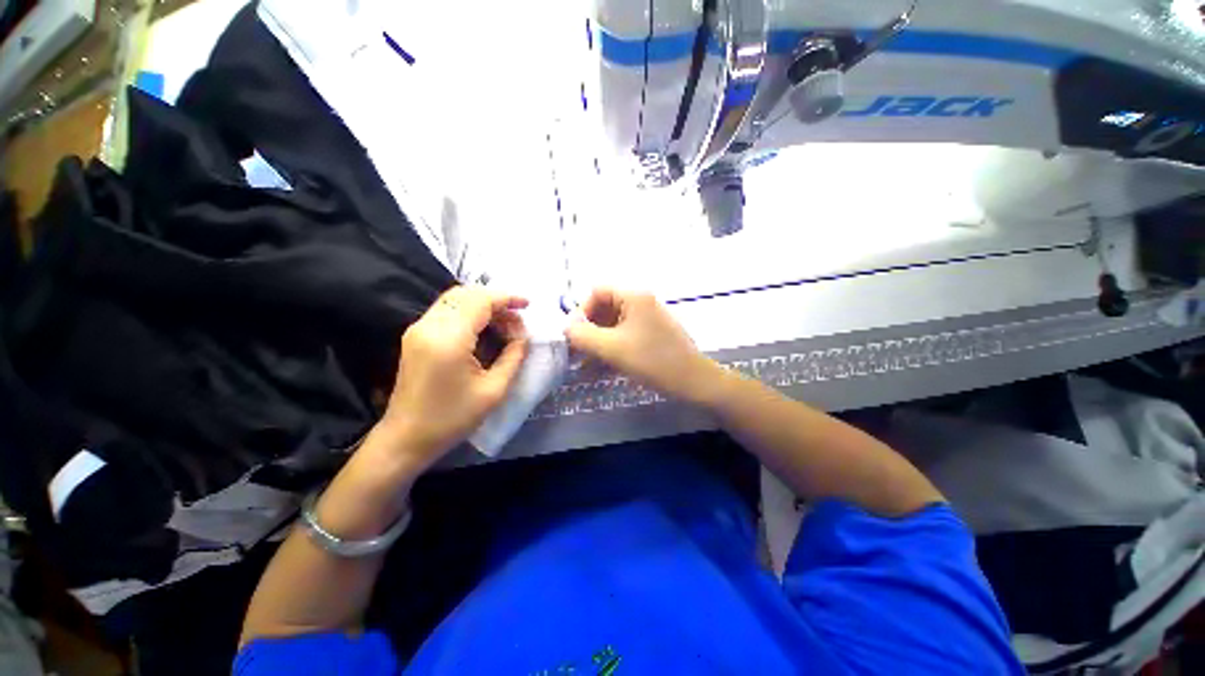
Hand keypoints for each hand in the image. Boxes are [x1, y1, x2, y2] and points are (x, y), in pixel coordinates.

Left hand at [377, 286, 528, 470]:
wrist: (406, 438)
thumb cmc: (452, 418)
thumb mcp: (494, 390)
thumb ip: (513, 357)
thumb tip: (523, 336)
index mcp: (449, 339)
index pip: (481, 300)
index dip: (507, 297)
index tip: (528, 304)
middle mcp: (429, 326)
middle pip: (466, 293)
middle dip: (496, 300)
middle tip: (517, 320)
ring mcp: (418, 329)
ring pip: (456, 299)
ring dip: (483, 305)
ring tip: (505, 325)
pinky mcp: (415, 336)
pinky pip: (447, 310)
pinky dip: (470, 312)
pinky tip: (484, 329)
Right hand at [564, 288, 720, 403]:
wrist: (694, 382)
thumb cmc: (653, 361)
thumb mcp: (612, 348)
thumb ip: (583, 335)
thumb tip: (565, 326)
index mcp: (634, 297)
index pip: (597, 292)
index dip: (581, 311)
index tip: (574, 335)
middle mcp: (641, 303)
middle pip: (604, 308)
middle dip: (587, 330)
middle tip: (576, 352)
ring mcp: (648, 320)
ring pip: (613, 325)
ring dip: (597, 343)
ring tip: (584, 365)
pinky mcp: (651, 336)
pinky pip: (624, 337)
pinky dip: (611, 349)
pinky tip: (599, 369)